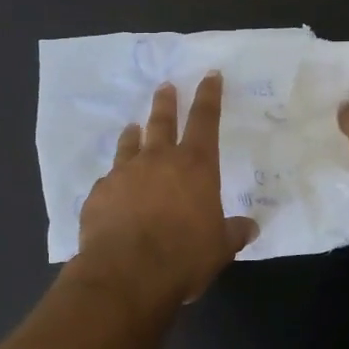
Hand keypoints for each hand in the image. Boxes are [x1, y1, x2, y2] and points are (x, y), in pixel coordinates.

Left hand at [70, 74, 257, 308]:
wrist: (126, 273)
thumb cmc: (183, 257)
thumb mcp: (219, 248)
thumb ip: (233, 232)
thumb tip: (250, 227)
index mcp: (195, 167)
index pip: (205, 121)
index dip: (209, 96)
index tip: (209, 76)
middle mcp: (157, 160)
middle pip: (162, 122)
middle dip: (166, 102)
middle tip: (165, 86)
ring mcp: (123, 174)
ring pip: (129, 144)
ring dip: (133, 134)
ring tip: (132, 126)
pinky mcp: (98, 193)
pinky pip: (108, 180)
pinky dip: (114, 179)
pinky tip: (112, 187)